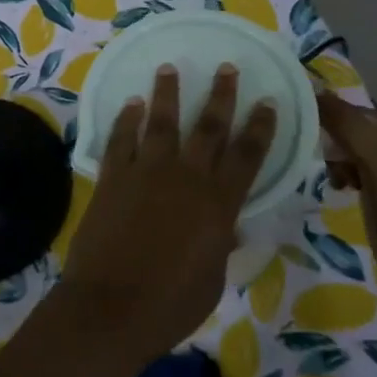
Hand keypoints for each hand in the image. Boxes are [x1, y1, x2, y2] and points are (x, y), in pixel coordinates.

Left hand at [61, 64, 277, 363]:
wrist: (110, 309)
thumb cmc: (169, 306)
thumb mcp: (211, 280)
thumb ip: (220, 246)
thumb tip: (229, 228)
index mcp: (218, 204)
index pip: (247, 156)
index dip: (260, 127)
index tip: (267, 102)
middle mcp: (185, 178)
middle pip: (208, 127)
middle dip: (220, 95)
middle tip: (226, 67)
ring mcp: (145, 173)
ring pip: (161, 122)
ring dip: (167, 93)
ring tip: (169, 68)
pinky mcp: (113, 178)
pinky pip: (121, 139)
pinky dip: (125, 119)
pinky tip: (130, 104)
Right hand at [317, 91, 376, 293]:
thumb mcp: (372, 152)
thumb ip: (343, 120)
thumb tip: (313, 91)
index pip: (352, 109)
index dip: (327, 114)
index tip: (301, 126)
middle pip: (348, 129)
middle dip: (330, 140)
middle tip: (319, 156)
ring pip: (348, 152)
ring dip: (334, 161)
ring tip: (333, 178)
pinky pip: (352, 172)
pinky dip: (341, 176)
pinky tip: (338, 188)